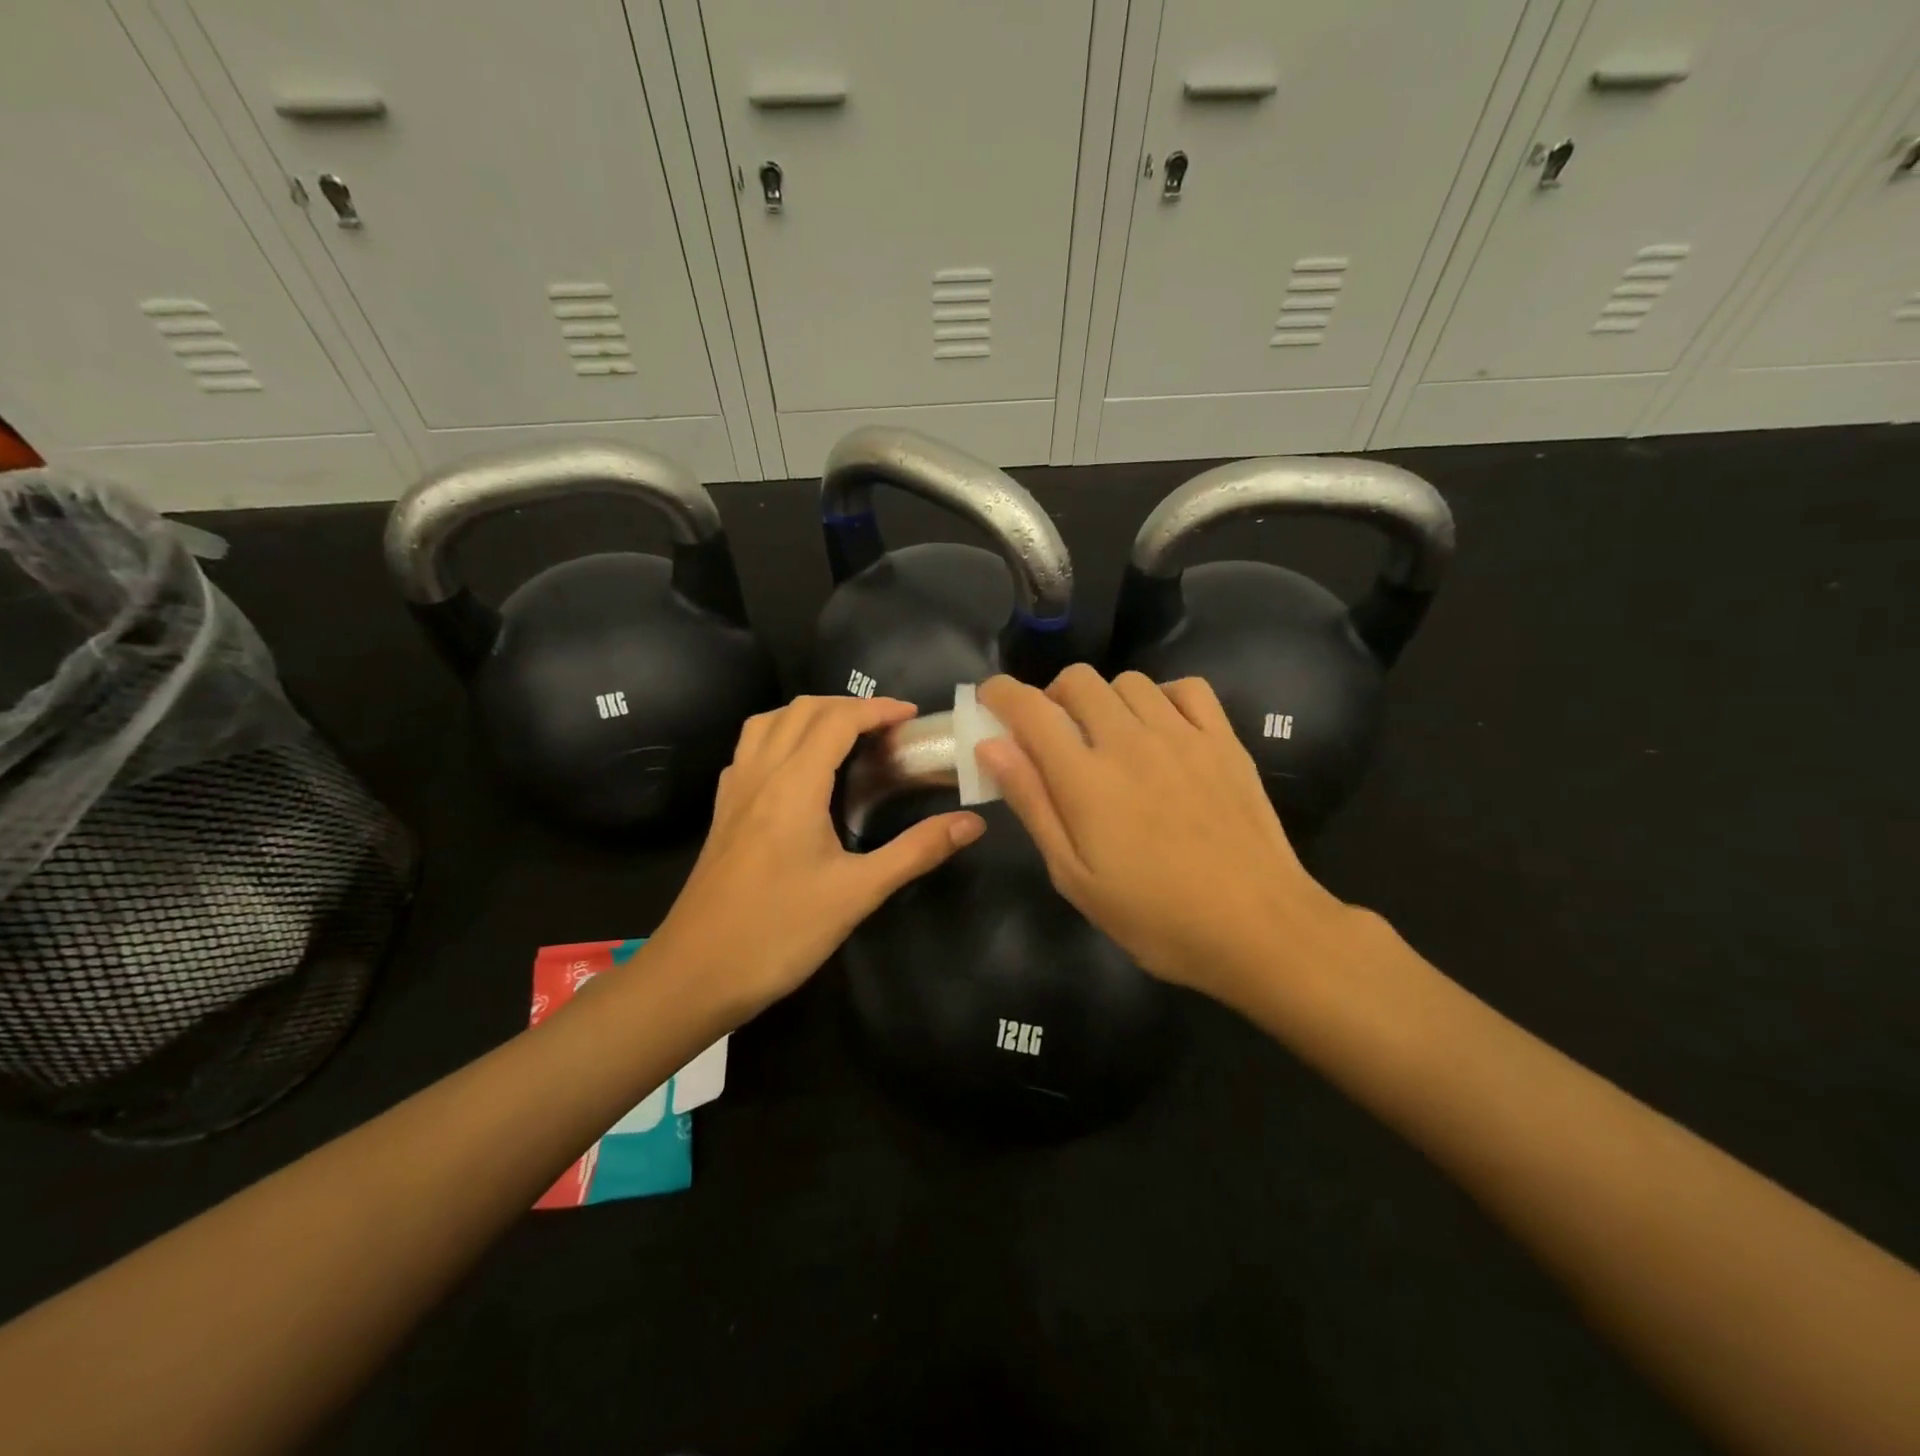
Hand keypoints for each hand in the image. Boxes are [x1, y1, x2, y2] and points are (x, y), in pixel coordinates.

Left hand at [646, 695, 984, 1018]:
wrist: (694, 975)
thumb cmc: (779, 933)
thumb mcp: (857, 894)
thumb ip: (915, 852)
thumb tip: (972, 823)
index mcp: (793, 785)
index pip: (837, 720)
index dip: (878, 709)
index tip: (913, 717)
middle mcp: (760, 774)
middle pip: (802, 710)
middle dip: (848, 706)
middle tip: (888, 728)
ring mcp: (734, 791)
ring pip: (768, 722)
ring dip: (811, 715)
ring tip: (846, 737)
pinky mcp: (723, 812)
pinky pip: (750, 749)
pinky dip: (781, 736)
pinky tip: (799, 769)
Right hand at [977, 667, 1353, 1007]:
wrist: (1258, 928)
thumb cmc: (1155, 916)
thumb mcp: (1074, 876)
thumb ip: (1032, 803)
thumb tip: (992, 745)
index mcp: (1085, 777)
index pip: (1030, 708)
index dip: (1001, 693)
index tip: (991, 700)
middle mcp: (1130, 740)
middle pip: (1078, 681)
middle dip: (1052, 697)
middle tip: (1053, 734)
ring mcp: (1182, 735)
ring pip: (1129, 681)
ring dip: (1105, 699)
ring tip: (1109, 737)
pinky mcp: (1224, 741)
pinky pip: (1187, 688)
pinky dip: (1163, 697)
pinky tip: (1163, 729)